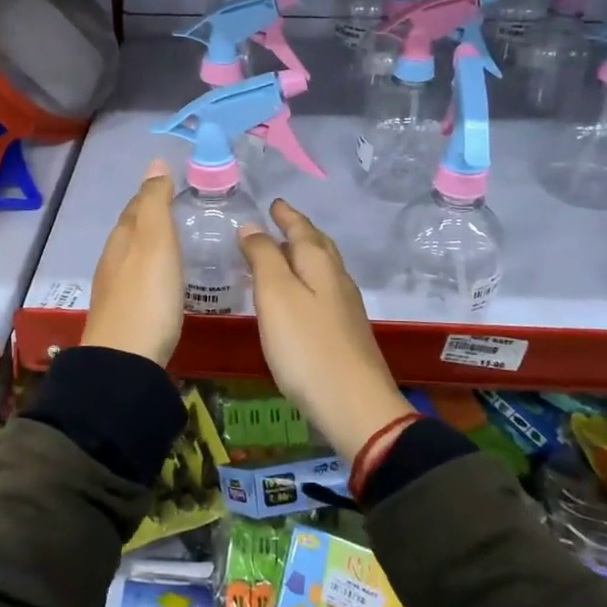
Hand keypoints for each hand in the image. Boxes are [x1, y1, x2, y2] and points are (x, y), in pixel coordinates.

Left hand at [82, 159, 182, 366]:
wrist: (125, 360)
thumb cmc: (147, 296)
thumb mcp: (155, 242)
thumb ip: (155, 202)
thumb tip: (156, 162)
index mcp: (123, 238)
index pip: (137, 205)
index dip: (155, 192)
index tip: (179, 186)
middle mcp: (114, 258)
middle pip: (133, 229)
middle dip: (154, 217)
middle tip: (185, 211)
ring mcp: (116, 287)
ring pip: (134, 254)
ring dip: (153, 244)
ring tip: (180, 242)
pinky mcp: (125, 312)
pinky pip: (139, 278)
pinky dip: (153, 269)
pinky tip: (166, 279)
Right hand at [239, 200, 411, 459]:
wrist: (354, 404)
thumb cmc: (307, 346)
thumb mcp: (275, 296)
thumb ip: (263, 258)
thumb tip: (252, 227)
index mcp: (319, 264)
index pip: (301, 229)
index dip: (286, 215)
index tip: (274, 203)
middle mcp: (337, 278)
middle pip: (318, 245)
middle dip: (299, 230)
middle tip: (280, 221)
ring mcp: (345, 306)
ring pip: (324, 268)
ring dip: (305, 254)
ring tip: (285, 252)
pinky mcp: (346, 332)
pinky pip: (325, 290)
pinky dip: (309, 280)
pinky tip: (301, 295)